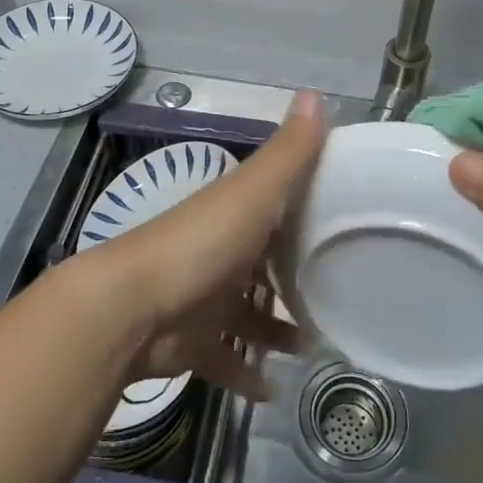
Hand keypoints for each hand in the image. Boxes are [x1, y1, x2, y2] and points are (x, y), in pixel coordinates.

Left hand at [71, 90, 325, 397]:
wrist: (133, 307)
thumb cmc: (203, 244)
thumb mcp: (254, 191)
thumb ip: (289, 152)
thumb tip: (315, 93)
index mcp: (237, 212)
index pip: (279, 203)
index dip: (309, 207)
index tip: (349, 219)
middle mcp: (222, 250)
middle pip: (265, 261)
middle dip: (296, 275)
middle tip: (341, 292)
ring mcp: (205, 297)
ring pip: (248, 312)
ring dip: (276, 328)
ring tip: (315, 345)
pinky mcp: (193, 341)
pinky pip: (225, 358)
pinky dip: (246, 373)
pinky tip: (273, 390)